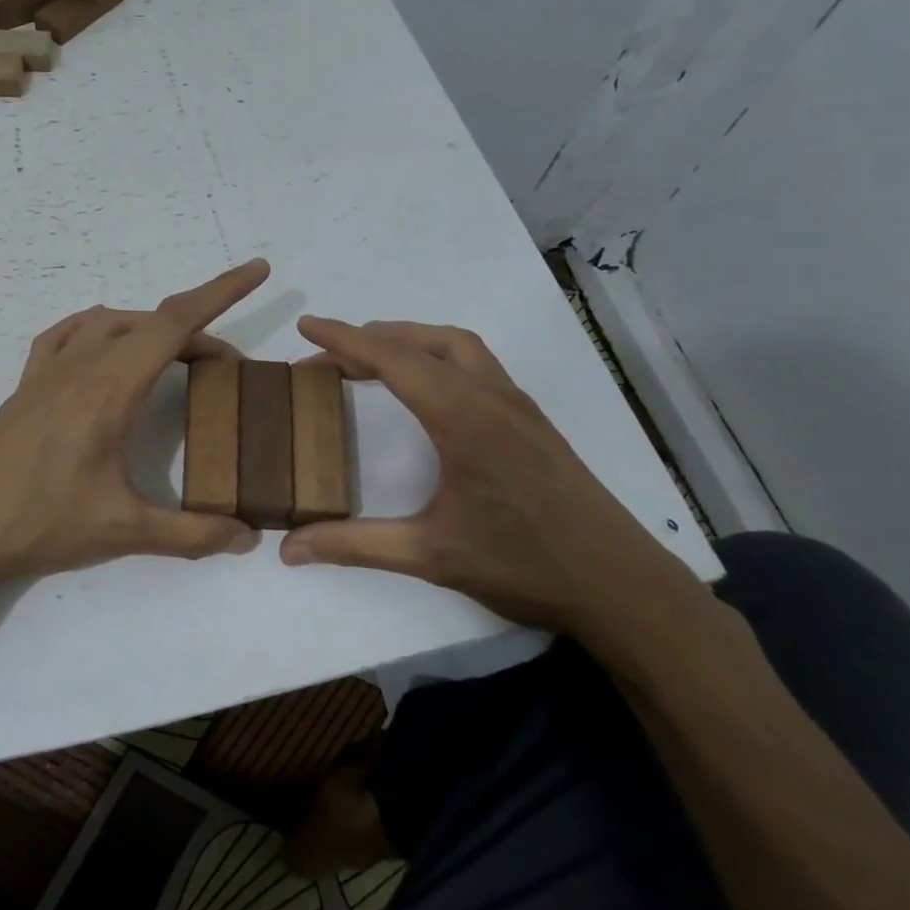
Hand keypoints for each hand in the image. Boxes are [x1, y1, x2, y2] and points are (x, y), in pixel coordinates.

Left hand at [0, 261, 269, 596]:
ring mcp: (48, 371)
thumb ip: (190, 534)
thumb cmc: (37, 520)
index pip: (175, 323)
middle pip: (150, 322)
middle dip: (197, 333)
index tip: (258, 271)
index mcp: (110, 387)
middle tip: (225, 372)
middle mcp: (81, 365)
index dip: (221, 291)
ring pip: (110, 323)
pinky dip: (98, 330)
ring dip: (150, 330)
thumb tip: (248, 538)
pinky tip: (103, 350)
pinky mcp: (26, 386)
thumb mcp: (121, 531)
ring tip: (175, 360)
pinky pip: (67, 336)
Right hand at [280, 318, 699, 637]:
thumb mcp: (429, 554)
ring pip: (458, 346)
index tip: (307, 324)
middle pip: (425, 342)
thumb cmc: (523, 565)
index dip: (344, 338)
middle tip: (331, 354)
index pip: (393, 360)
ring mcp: (518, 405)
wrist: (620, 585)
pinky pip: (477, 364)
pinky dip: (439, 358)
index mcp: (462, 417)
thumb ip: (354, 545)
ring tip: (373, 361)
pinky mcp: (532, 420)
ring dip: (411, 342)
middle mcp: (491, 397)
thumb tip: (289, 548)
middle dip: (373, 338)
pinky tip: (428, 390)